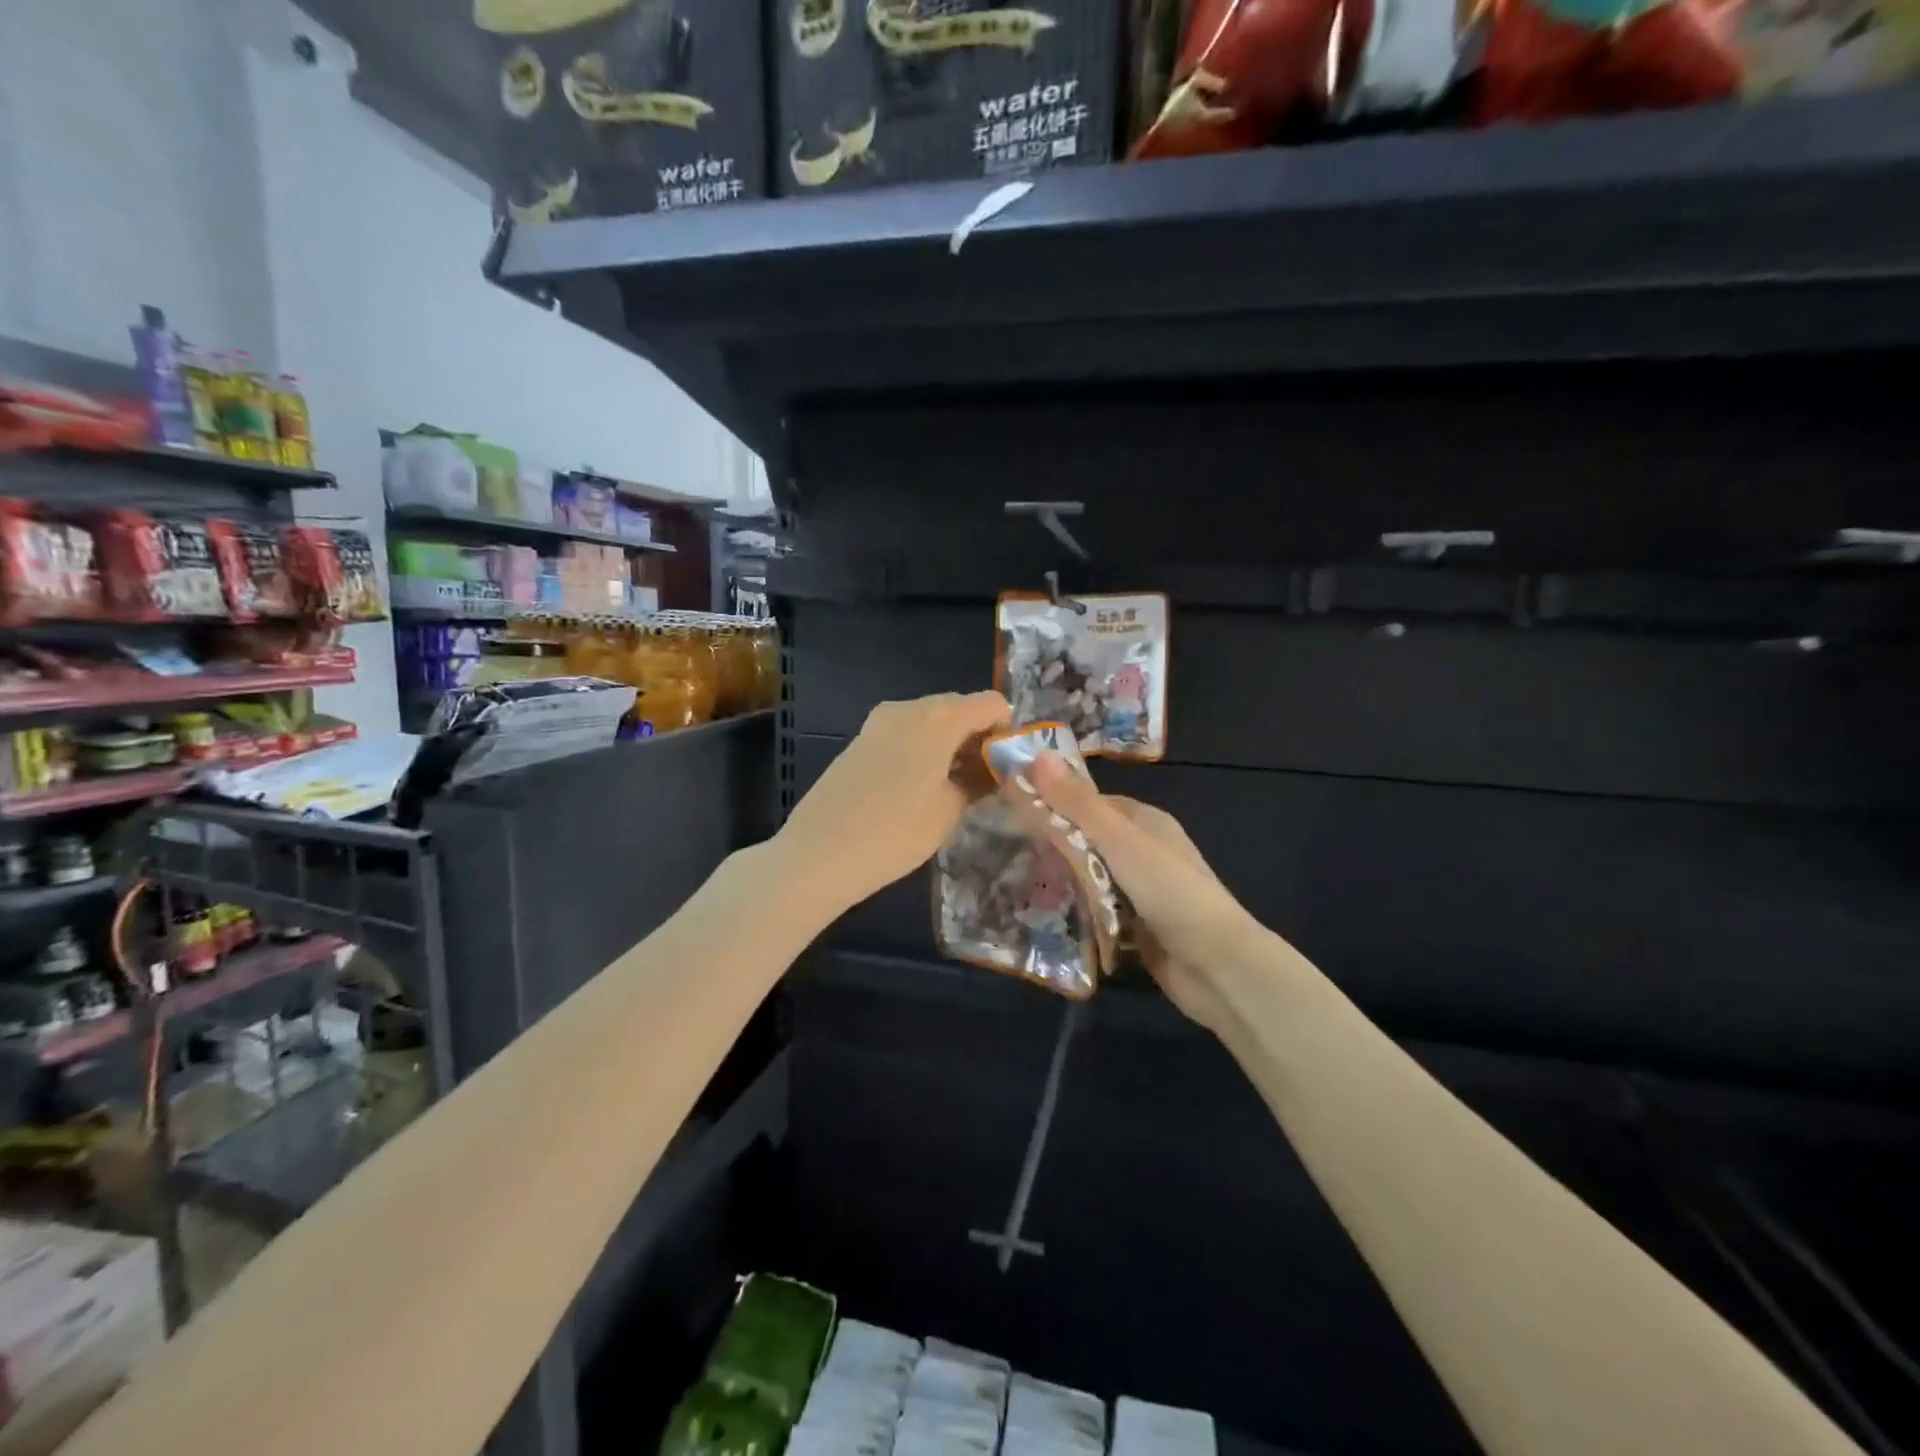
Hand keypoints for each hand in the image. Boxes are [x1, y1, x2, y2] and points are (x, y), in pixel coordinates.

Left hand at [777, 691, 1011, 912]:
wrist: (818, 854)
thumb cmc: (894, 833)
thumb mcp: (949, 810)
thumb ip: (979, 781)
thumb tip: (995, 769)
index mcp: (938, 717)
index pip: (991, 704)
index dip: (1007, 731)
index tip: (1008, 767)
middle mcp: (908, 707)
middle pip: (960, 709)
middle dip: (979, 738)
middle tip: (987, 781)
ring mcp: (879, 722)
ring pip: (931, 721)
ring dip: (951, 745)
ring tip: (957, 789)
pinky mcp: (861, 740)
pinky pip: (906, 733)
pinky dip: (924, 750)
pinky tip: (922, 788)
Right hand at [1031, 756, 1265, 1032]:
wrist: (1218, 966)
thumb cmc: (1170, 892)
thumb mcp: (1120, 842)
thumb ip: (1078, 805)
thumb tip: (1037, 756)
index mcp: (1145, 822)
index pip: (1089, 803)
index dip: (1053, 803)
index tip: (1011, 812)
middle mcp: (1143, 851)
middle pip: (1086, 840)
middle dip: (1051, 846)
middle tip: (1005, 853)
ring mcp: (1140, 891)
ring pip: (1088, 877)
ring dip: (1060, 880)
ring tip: (1012, 884)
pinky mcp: (1135, 926)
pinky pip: (1095, 910)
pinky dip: (1074, 910)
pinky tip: (1042, 915)